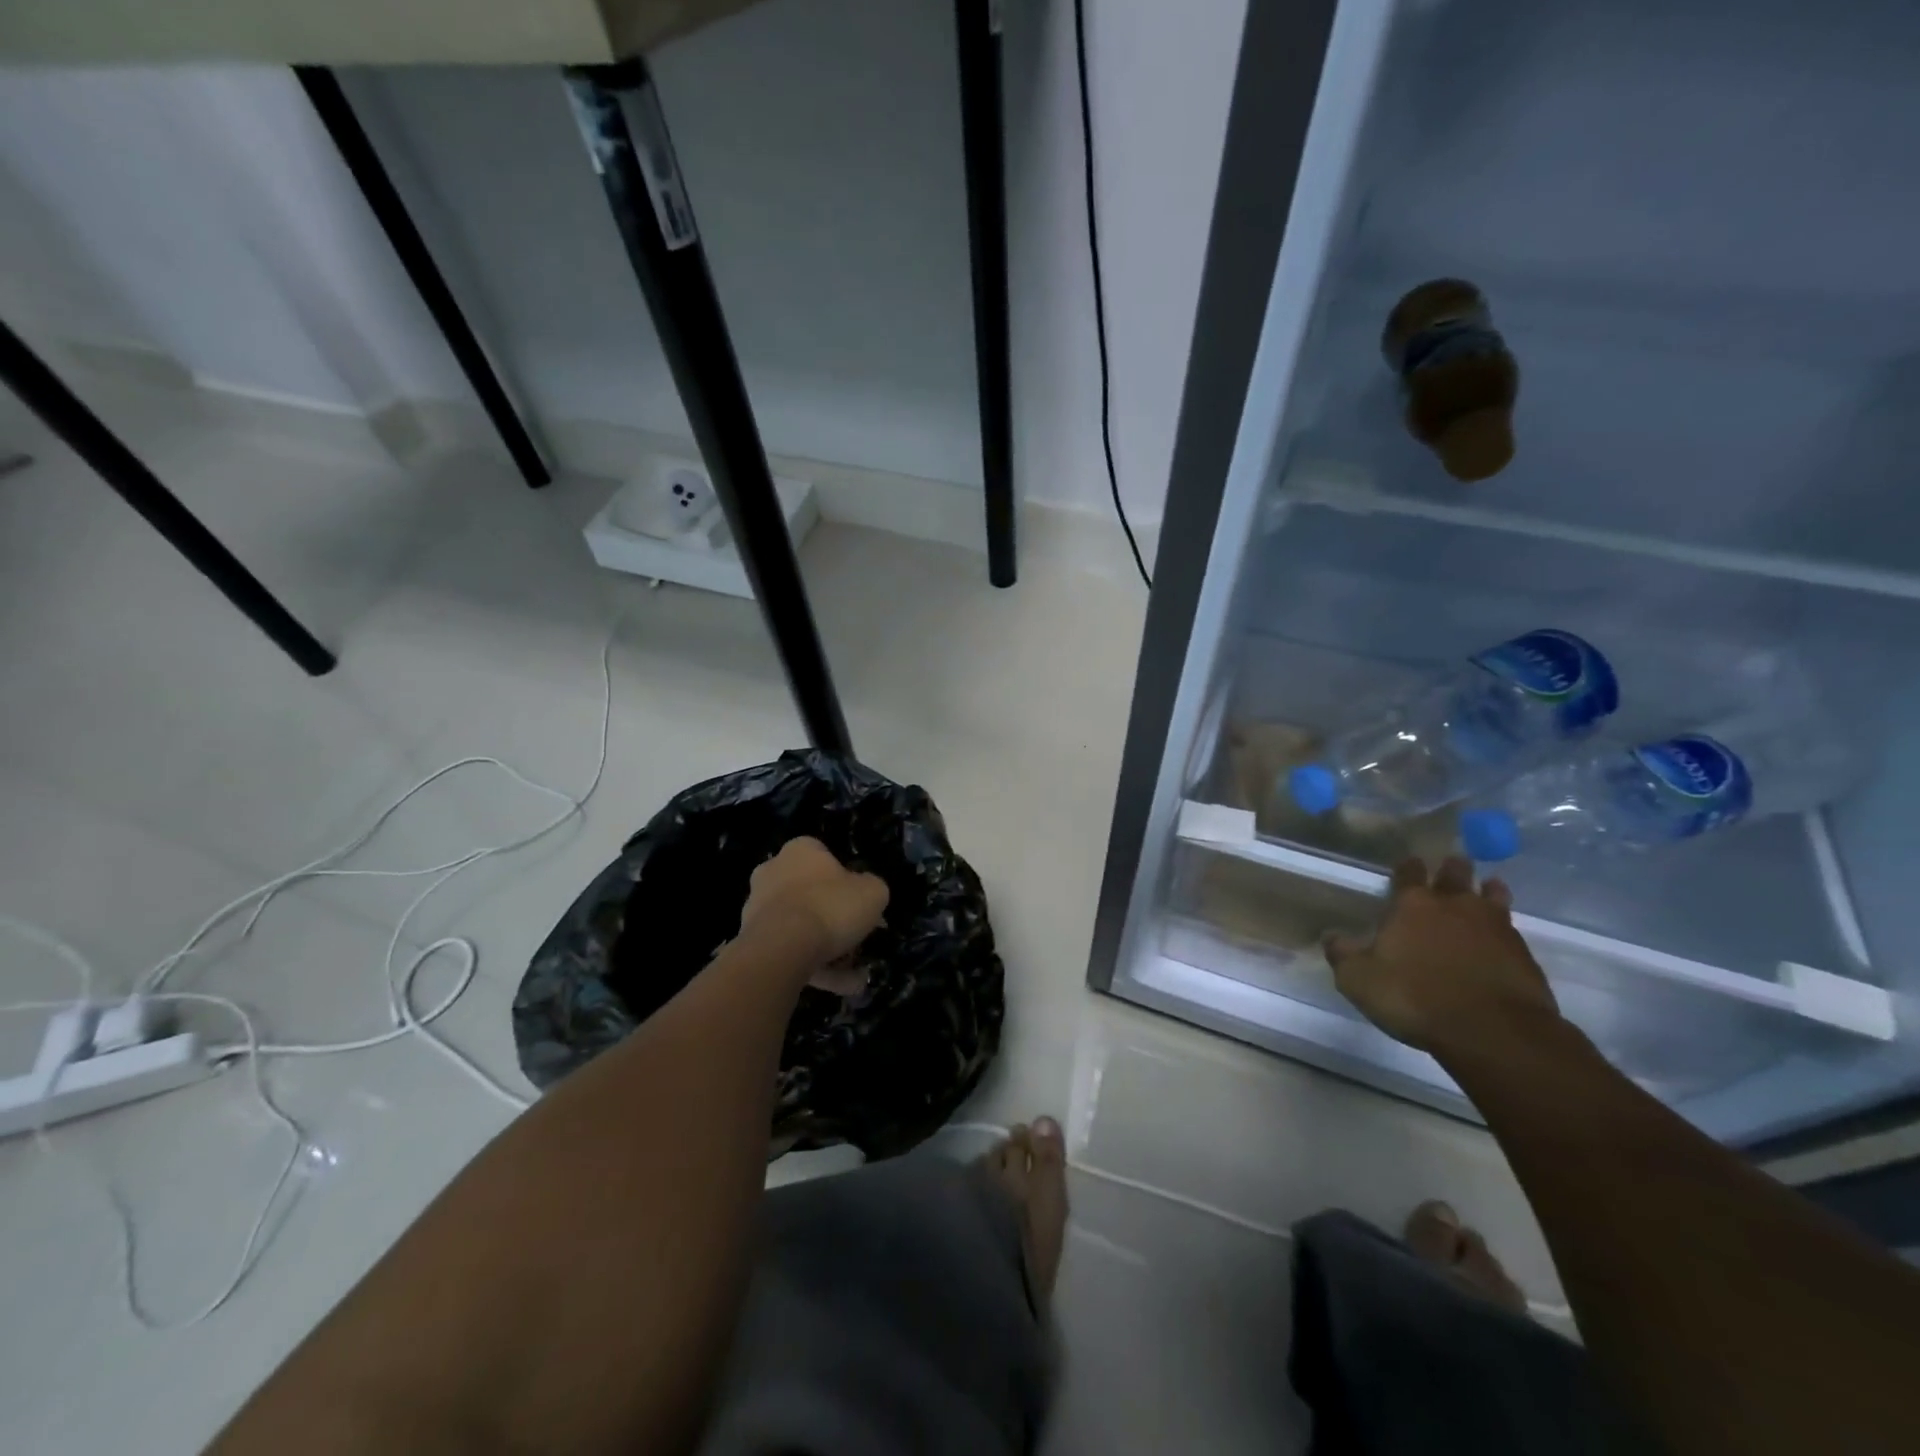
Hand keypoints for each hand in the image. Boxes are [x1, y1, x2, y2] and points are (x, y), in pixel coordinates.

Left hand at [738, 837, 888, 976]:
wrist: (782, 948)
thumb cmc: (830, 907)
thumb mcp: (872, 892)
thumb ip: (872, 888)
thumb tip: (865, 892)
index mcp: (801, 850)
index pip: (826, 857)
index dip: (847, 882)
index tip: (860, 905)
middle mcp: (773, 871)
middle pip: (811, 894)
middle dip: (834, 919)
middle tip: (856, 940)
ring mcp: (757, 906)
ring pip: (800, 926)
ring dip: (826, 949)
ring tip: (852, 977)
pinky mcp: (750, 938)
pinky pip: (788, 950)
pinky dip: (812, 966)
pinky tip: (837, 985)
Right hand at [1324, 856, 1560, 1056]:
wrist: (1493, 1031)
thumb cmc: (1415, 998)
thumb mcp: (1359, 980)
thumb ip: (1343, 955)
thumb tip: (1330, 937)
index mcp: (1412, 905)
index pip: (1409, 873)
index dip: (1407, 867)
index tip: (1408, 863)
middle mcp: (1454, 906)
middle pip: (1456, 874)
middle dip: (1452, 868)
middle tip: (1452, 864)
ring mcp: (1495, 927)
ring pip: (1493, 896)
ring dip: (1488, 890)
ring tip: (1488, 887)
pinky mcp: (1523, 954)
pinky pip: (1511, 930)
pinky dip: (1504, 928)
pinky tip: (1501, 936)